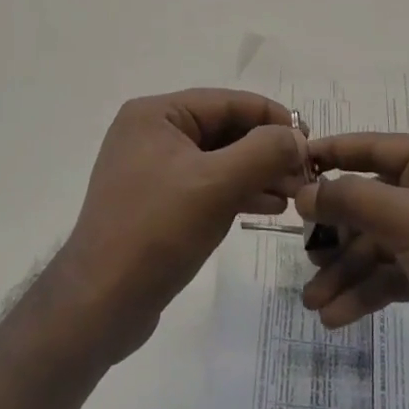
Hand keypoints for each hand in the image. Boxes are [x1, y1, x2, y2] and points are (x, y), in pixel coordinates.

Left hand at [54, 90, 308, 360]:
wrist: (99, 306)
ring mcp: (152, 169)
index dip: (272, 118)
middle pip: (224, 130)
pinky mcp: (156, 203)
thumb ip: (263, 152)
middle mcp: (151, 132)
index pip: (227, 102)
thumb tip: (297, 137)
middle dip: (266, 150)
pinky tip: (269, 207)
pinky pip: (206, 185)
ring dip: (257, 173)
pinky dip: (237, 192)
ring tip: (295, 194)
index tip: (309, 141)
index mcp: (156, 114)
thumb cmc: (157, 231)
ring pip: (218, 159)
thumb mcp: (217, 185)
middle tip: (306, 174)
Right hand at [297, 134, 408, 403]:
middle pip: (370, 200)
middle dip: (335, 230)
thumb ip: (353, 200)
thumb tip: (303, 191)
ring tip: (312, 301)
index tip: (290, 164)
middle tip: (301, 249)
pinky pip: (387, 275)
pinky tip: (336, 316)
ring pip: (374, 244)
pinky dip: (363, 292)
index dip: (332, 154)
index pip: (374, 147)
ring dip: (344, 270)